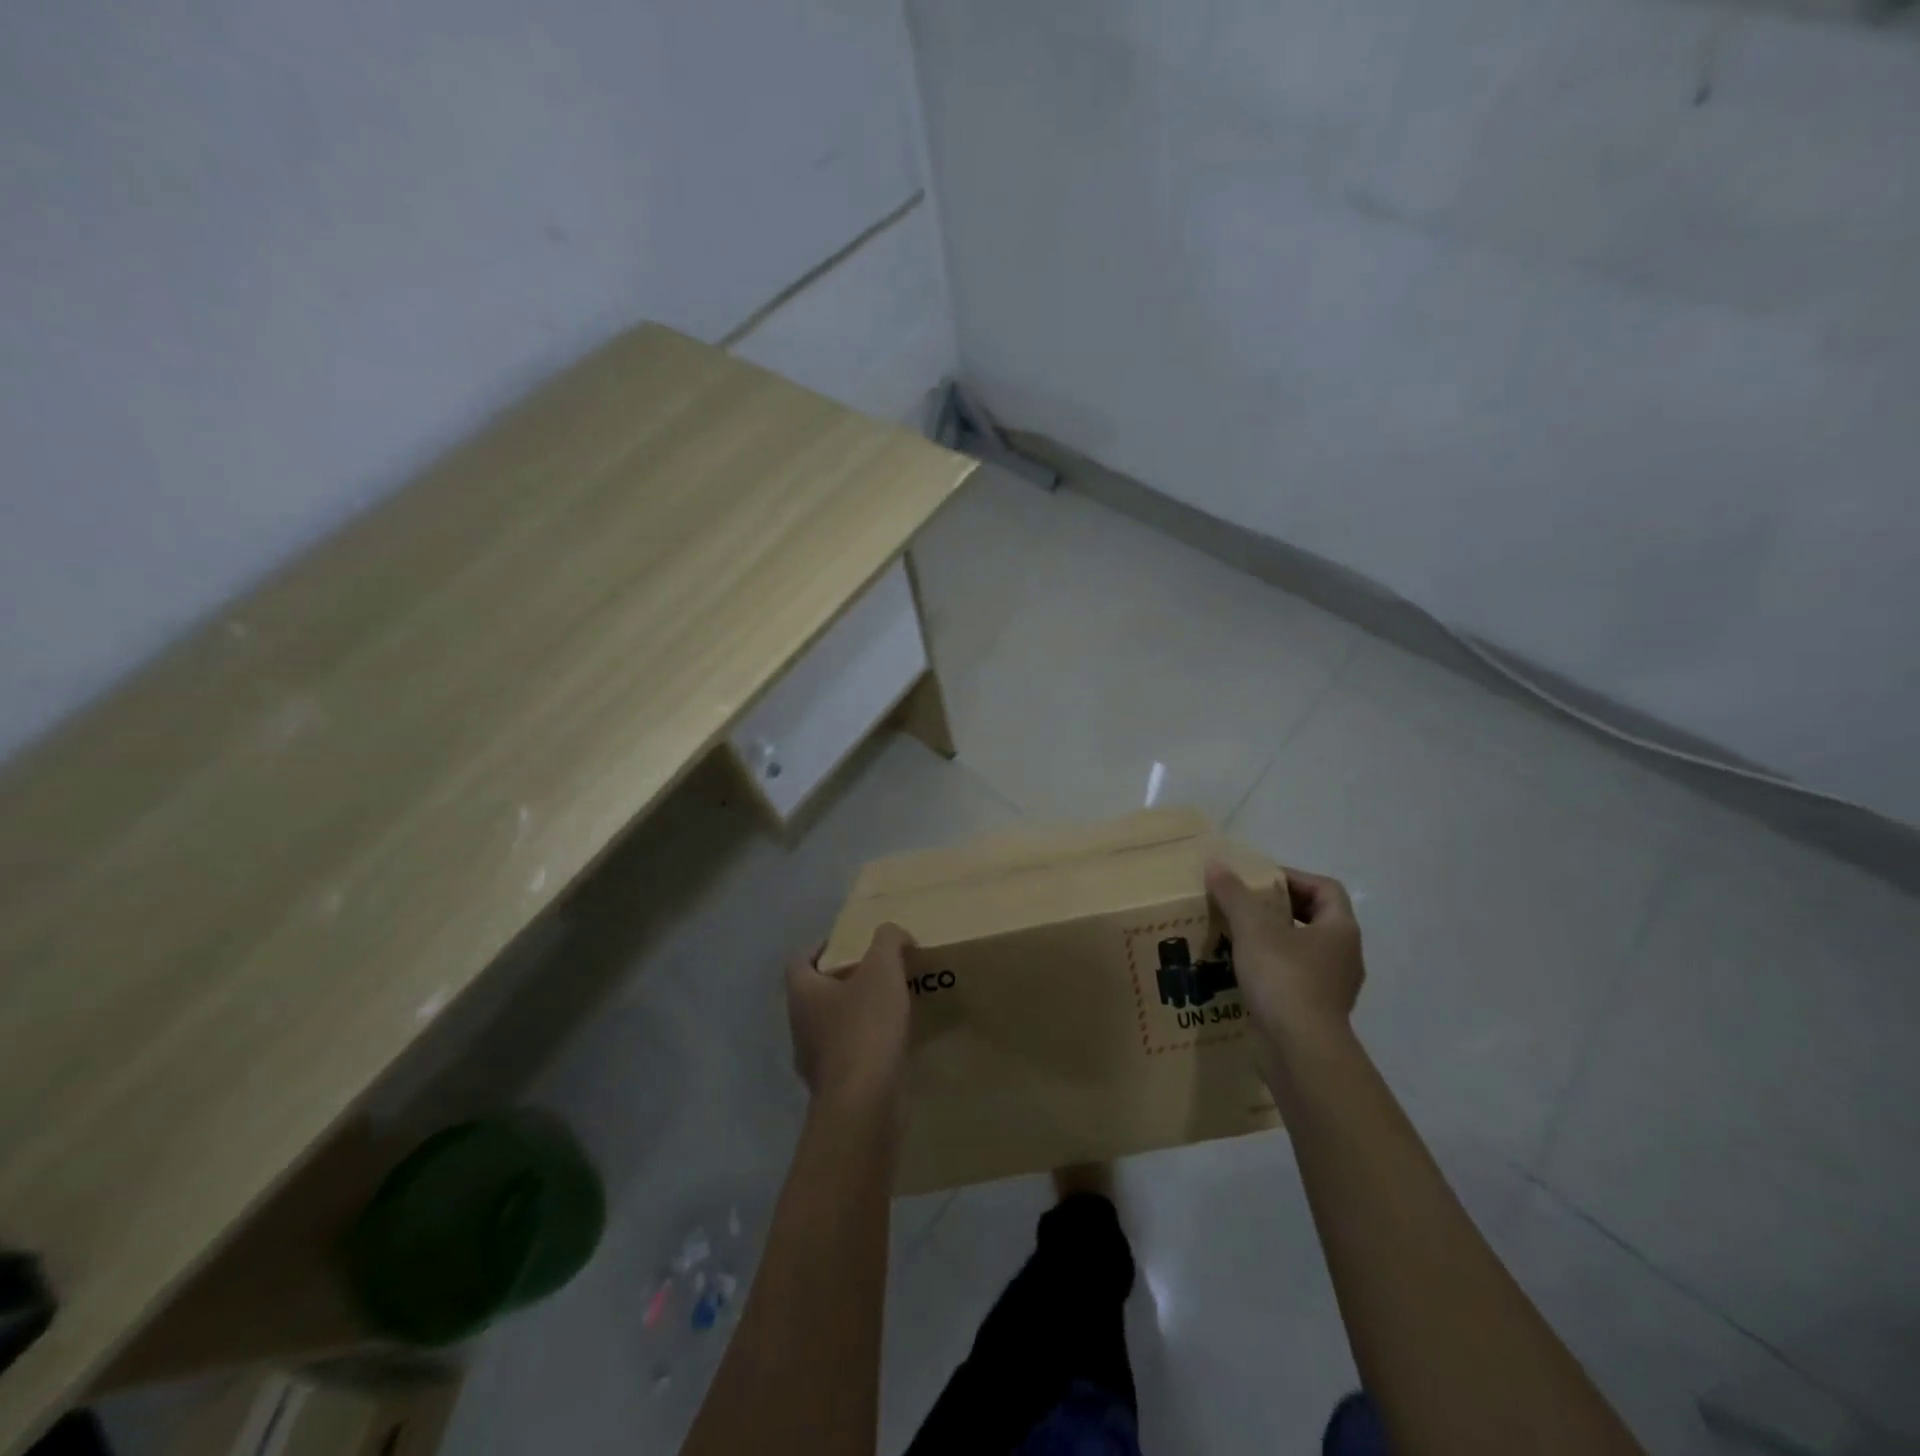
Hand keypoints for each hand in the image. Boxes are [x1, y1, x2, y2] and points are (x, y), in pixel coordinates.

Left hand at [787, 924, 912, 1108]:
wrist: (865, 1104)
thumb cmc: (865, 1027)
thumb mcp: (882, 970)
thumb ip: (887, 941)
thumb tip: (892, 932)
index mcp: (802, 994)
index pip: (799, 960)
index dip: (820, 946)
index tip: (847, 941)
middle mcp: (799, 1026)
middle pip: (816, 993)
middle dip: (843, 980)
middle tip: (876, 969)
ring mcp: (814, 1061)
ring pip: (832, 1026)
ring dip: (855, 1013)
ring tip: (890, 1003)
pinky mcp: (835, 1088)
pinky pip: (849, 1055)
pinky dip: (867, 1044)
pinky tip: (893, 1040)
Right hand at [1206, 860, 1363, 1065]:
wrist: (1299, 1050)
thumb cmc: (1284, 978)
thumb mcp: (1253, 928)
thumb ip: (1234, 894)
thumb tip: (1216, 865)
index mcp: (1341, 930)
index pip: (1326, 889)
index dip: (1293, 878)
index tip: (1259, 882)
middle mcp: (1344, 956)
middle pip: (1313, 919)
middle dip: (1277, 909)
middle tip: (1242, 906)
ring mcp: (1332, 988)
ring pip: (1300, 952)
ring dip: (1270, 941)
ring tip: (1233, 937)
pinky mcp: (1314, 1013)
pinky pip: (1291, 980)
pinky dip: (1268, 971)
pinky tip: (1237, 972)